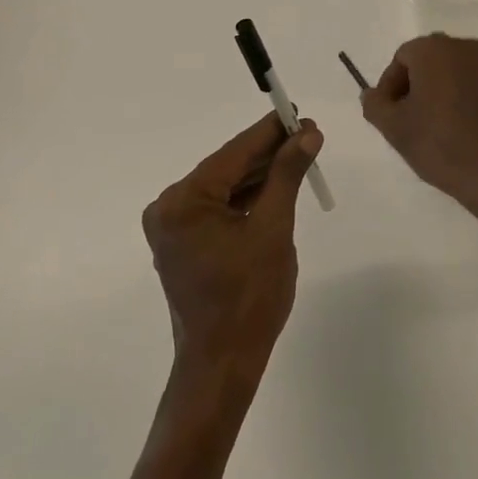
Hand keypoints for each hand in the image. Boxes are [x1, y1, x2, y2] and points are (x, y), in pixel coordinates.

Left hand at [142, 113, 322, 378]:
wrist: (222, 365)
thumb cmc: (250, 298)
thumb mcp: (274, 229)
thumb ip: (287, 175)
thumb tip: (307, 133)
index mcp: (184, 201)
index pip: (235, 153)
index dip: (270, 131)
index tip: (299, 113)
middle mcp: (169, 207)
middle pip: (228, 167)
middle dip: (269, 152)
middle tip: (308, 134)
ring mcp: (173, 227)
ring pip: (225, 187)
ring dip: (260, 174)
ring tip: (299, 155)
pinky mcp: (182, 243)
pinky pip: (219, 208)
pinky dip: (247, 198)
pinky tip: (276, 185)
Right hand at [361, 34, 477, 236]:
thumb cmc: (441, 145)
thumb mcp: (394, 128)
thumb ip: (375, 104)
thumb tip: (372, 94)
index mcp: (435, 49)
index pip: (401, 59)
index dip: (390, 87)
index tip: (389, 115)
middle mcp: (465, 48)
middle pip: (429, 62)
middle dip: (415, 87)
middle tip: (409, 121)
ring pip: (455, 74)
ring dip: (441, 93)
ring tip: (435, 129)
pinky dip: (466, 101)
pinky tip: (463, 131)